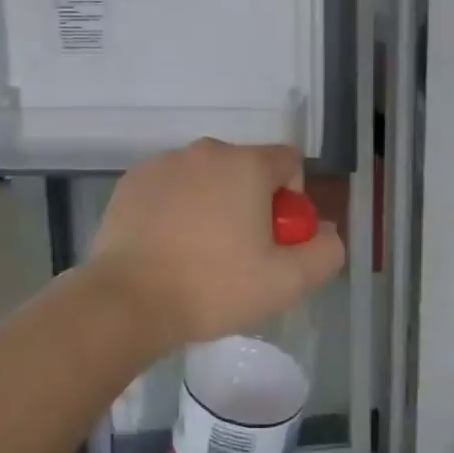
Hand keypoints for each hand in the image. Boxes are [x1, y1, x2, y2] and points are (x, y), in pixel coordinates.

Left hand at [84, 139, 345, 352]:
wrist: (128, 300)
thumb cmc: (213, 287)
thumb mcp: (286, 282)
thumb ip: (324, 252)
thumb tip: (325, 230)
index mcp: (246, 164)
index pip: (288, 161)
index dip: (291, 198)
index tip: (274, 237)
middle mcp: (206, 151)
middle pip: (245, 168)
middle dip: (250, 201)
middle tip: (238, 252)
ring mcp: (164, 163)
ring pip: (205, 177)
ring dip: (211, 203)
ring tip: (197, 253)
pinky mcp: (132, 181)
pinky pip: (170, 186)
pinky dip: (175, 207)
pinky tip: (166, 246)